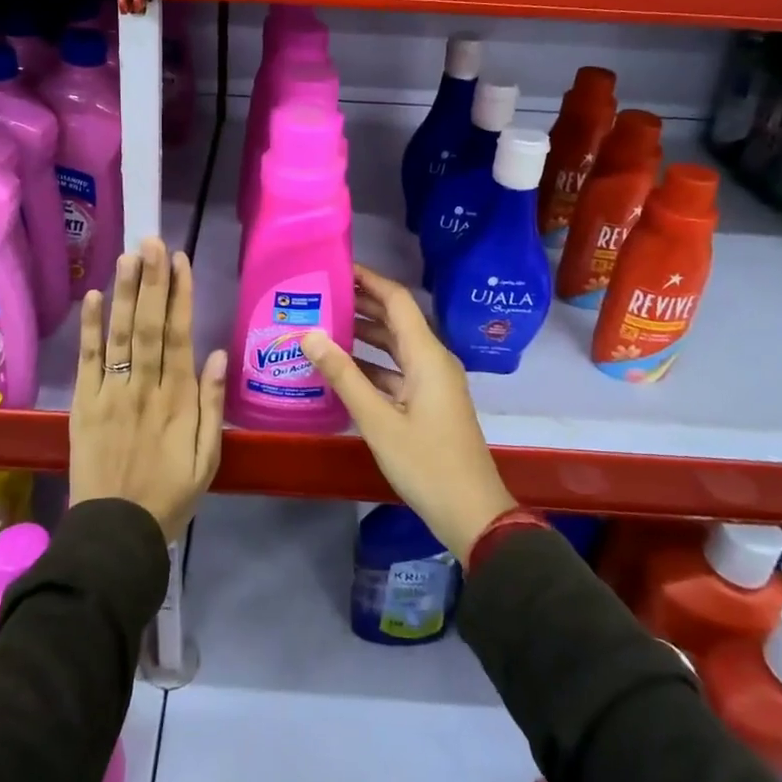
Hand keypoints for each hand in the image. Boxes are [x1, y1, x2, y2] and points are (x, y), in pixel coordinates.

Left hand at [70, 238, 225, 542]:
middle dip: (152, 280)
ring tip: (128, 255)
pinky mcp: (84, 405)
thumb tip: (218, 353)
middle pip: (148, 325)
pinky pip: (87, 361)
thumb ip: (213, 404)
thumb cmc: (170, 494)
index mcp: (178, 399)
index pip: (179, 335)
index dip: (180, 295)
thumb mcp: (209, 457)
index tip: (180, 260)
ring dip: (124, 292)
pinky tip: (92, 296)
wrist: (116, 534)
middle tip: (152, 240)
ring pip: (119, 335)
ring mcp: (111, 394)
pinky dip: (90, 328)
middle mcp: (144, 387)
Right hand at [301, 265, 516, 565]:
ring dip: (364, 333)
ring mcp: (433, 382)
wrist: (472, 514)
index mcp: (427, 355)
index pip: (396, 300)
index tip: (336, 268)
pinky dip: (371, 363)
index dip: (368, 280)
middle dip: (361, 303)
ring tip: (324, 322)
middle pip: (396, 319)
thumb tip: (309, 334)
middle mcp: (432, 360)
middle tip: (320, 293)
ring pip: (395, 345)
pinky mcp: (429, 402)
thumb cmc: (426, 464)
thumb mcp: (378, 421)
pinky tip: (342, 367)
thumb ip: (343, 376)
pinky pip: (397, 369)